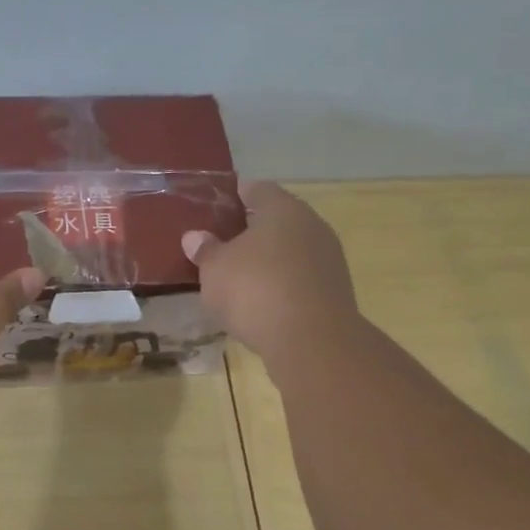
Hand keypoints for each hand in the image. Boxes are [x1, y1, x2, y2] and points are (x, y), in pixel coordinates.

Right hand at [182, 181, 360, 362]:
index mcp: (282, 209)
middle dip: (252, 230)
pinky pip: (301, 278)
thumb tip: (195, 237)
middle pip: (278, 219)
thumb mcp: (215, 270)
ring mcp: (328, 259)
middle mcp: (311, 226)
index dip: (235, 195)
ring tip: (241, 275)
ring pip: (292, 250)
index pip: (257, 189)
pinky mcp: (335, 291)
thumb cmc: (255, 290)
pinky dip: (283, 283)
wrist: (311, 341)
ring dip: (270, 259)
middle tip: (224, 242)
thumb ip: (205, 251)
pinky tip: (264, 301)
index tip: (217, 205)